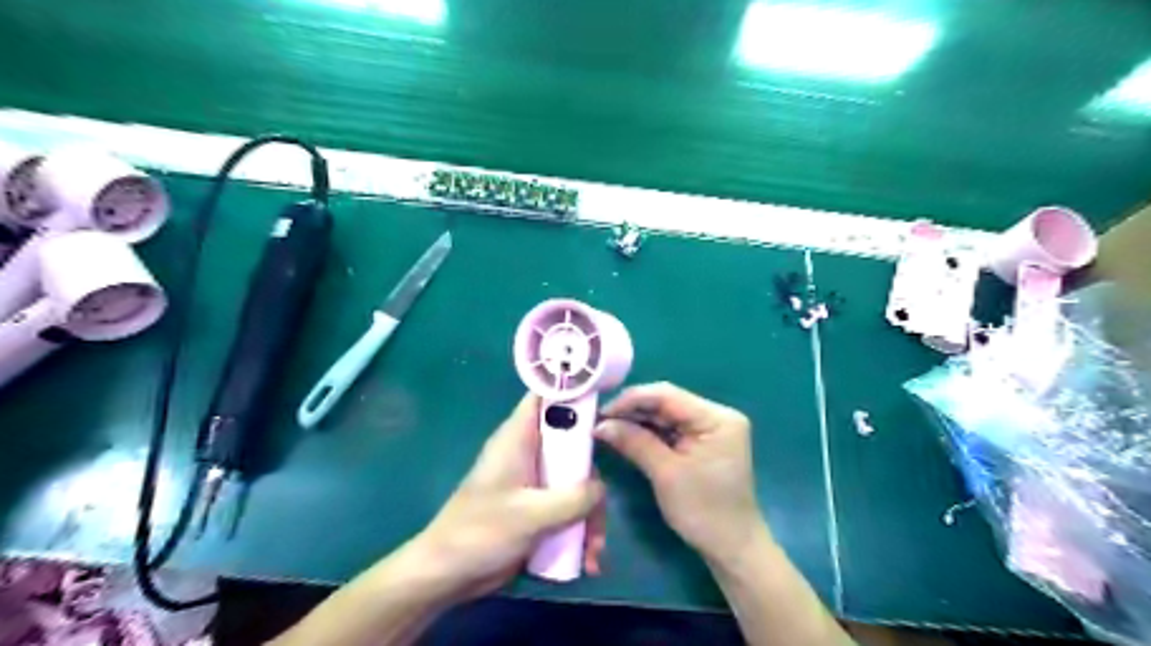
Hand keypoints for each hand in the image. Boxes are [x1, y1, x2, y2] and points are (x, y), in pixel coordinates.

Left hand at [416, 394, 610, 600]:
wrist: (447, 574)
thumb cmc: (481, 532)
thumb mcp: (531, 514)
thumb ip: (573, 498)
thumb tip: (601, 487)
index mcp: (518, 438)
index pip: (545, 397)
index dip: (574, 391)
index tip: (604, 403)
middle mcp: (528, 453)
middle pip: (572, 445)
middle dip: (591, 479)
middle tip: (599, 507)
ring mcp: (533, 481)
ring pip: (574, 482)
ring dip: (589, 514)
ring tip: (594, 550)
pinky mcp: (536, 507)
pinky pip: (567, 507)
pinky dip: (578, 529)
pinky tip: (587, 558)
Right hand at [592, 381, 762, 563]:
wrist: (733, 548)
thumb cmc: (704, 512)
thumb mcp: (666, 474)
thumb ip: (634, 442)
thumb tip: (600, 425)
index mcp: (716, 417)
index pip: (667, 395)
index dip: (631, 400)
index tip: (601, 413)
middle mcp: (716, 415)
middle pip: (667, 402)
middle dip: (632, 411)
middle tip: (599, 421)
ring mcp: (710, 428)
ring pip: (666, 415)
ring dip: (637, 421)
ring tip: (606, 427)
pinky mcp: (702, 442)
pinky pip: (671, 429)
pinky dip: (648, 433)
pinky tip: (626, 435)